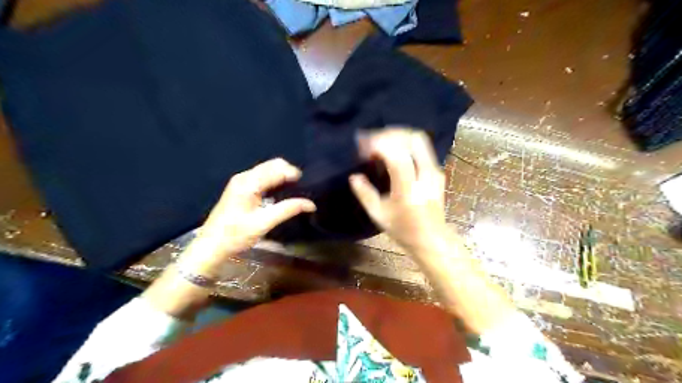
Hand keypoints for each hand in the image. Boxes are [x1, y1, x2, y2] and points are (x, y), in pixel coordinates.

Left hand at [189, 159, 315, 266]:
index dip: (293, 174)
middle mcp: (244, 177)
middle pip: (272, 165)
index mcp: (248, 183)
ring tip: (294, 191)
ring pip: (267, 170)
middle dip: (288, 173)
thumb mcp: (264, 223)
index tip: (307, 185)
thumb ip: (288, 209)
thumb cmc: (236, 235)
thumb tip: (311, 204)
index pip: (276, 168)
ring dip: (282, 176)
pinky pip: (262, 177)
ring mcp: (241, 182)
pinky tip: (279, 193)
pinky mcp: (240, 188)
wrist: (211, 246)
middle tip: (301, 188)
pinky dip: (274, 181)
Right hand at [351, 130, 448, 254]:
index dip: (379, 145)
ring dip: (398, 135)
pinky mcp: (437, 171)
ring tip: (380, 141)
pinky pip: (422, 147)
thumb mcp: (379, 215)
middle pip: (413, 139)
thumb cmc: (403, 229)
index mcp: (409, 189)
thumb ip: (364, 194)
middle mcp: (425, 175)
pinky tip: (393, 150)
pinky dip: (405, 142)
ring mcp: (434, 171)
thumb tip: (354, 176)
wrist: (432, 238)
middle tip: (371, 140)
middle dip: (389, 133)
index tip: (363, 148)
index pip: (397, 156)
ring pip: (419, 139)